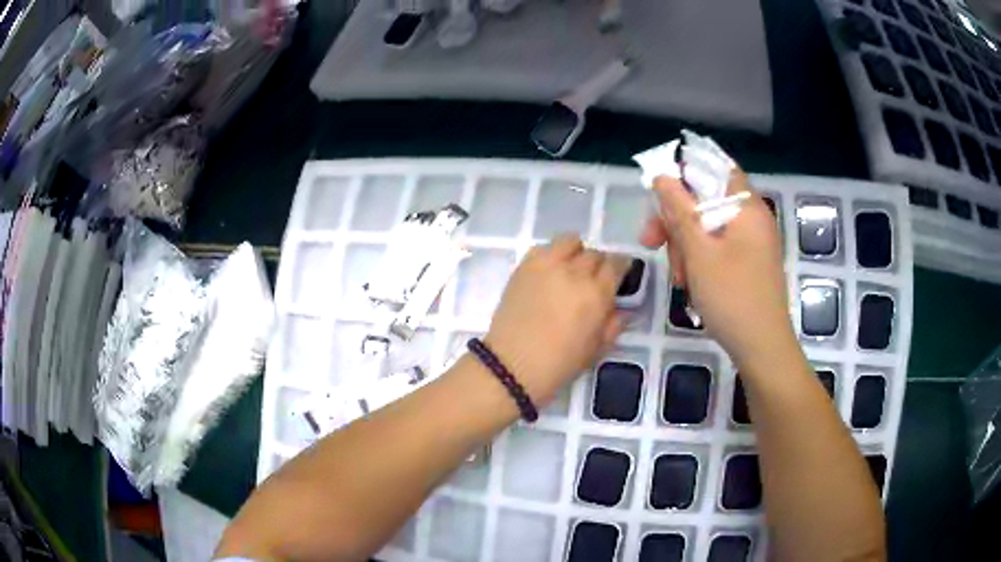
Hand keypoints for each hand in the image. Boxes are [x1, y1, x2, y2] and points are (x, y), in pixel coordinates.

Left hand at [484, 235, 629, 405]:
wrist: (512, 365)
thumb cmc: (559, 363)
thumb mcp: (596, 349)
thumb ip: (613, 324)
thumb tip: (622, 309)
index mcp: (598, 293)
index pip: (617, 264)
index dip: (620, 267)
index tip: (618, 274)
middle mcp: (576, 272)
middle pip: (595, 254)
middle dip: (598, 265)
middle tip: (591, 281)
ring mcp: (548, 265)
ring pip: (570, 242)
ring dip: (576, 253)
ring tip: (570, 269)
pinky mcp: (525, 266)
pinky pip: (544, 247)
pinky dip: (552, 254)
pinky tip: (549, 272)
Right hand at [640, 171, 795, 367]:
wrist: (762, 348)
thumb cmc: (732, 297)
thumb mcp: (699, 252)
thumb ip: (680, 210)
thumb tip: (662, 176)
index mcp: (747, 207)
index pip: (716, 168)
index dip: (685, 173)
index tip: (659, 193)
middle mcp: (752, 218)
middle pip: (706, 201)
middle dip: (676, 220)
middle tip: (651, 242)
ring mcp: (751, 243)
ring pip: (708, 228)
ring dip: (685, 246)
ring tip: (678, 278)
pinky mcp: (748, 263)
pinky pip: (717, 248)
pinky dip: (699, 260)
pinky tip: (690, 283)